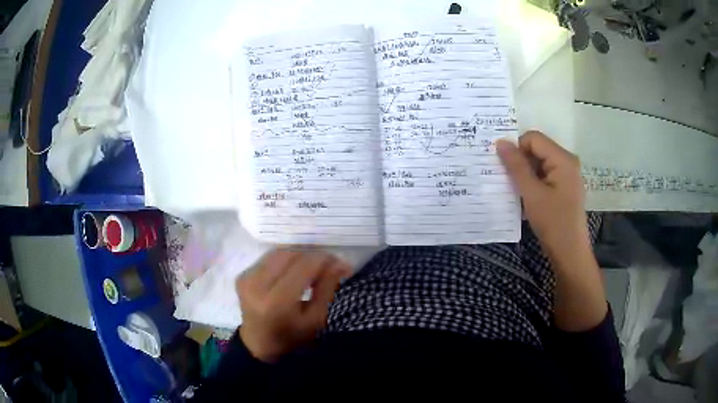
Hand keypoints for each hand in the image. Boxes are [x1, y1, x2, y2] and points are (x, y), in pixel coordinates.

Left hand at [236, 250, 350, 362]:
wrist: (259, 344)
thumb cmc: (292, 337)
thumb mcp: (315, 319)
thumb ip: (327, 289)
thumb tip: (341, 263)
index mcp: (276, 302)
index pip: (303, 266)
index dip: (324, 260)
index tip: (339, 263)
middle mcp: (257, 285)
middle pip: (290, 255)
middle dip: (312, 256)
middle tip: (328, 264)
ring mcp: (246, 278)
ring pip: (279, 253)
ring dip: (299, 256)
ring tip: (312, 267)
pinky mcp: (242, 275)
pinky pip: (269, 258)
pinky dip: (286, 260)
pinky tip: (294, 270)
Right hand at [497, 131, 589, 263]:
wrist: (569, 253)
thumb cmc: (553, 222)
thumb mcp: (531, 193)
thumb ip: (516, 166)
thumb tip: (500, 142)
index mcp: (562, 159)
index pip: (533, 138)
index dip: (517, 149)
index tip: (506, 169)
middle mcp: (567, 162)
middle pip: (537, 149)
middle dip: (521, 162)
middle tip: (508, 180)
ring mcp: (567, 175)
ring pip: (540, 163)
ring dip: (526, 174)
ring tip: (517, 192)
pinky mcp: (564, 187)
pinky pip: (545, 175)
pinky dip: (533, 182)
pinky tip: (527, 198)